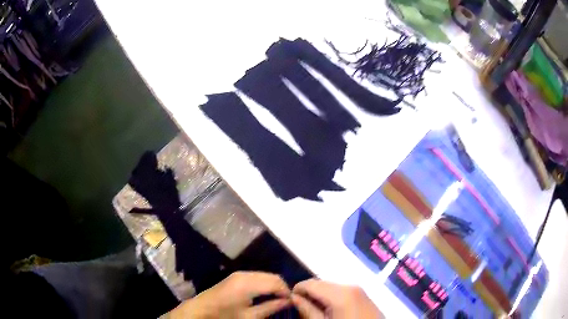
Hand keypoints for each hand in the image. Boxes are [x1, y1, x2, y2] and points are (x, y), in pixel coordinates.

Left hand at [165, 271, 290, 318]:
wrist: (201, 310)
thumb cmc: (225, 316)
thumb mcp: (250, 316)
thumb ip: (271, 307)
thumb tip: (289, 302)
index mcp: (249, 283)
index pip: (277, 282)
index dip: (287, 292)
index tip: (292, 303)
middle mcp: (245, 274)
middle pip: (272, 276)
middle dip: (281, 288)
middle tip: (285, 302)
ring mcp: (239, 274)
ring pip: (265, 275)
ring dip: (273, 285)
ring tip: (276, 299)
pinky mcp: (235, 277)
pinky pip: (257, 276)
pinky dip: (264, 284)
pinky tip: (264, 295)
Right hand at [291, 279, 383, 318]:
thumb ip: (308, 310)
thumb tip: (294, 297)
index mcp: (340, 293)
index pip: (311, 283)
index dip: (297, 290)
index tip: (290, 300)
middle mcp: (351, 286)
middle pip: (322, 284)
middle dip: (310, 293)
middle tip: (302, 307)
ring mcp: (360, 290)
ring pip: (332, 287)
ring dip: (321, 296)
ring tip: (316, 310)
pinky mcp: (364, 295)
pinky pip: (343, 292)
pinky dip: (333, 298)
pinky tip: (331, 310)